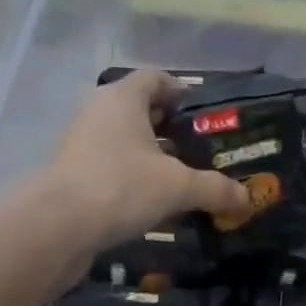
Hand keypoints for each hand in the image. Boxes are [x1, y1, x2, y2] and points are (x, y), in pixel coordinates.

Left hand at [44, 71, 249, 249]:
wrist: (58, 227)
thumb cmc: (121, 187)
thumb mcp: (178, 187)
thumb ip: (214, 189)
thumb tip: (246, 199)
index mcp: (122, 98)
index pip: (155, 79)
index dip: (180, 92)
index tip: (204, 114)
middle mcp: (99, 113)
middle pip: (140, 110)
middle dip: (170, 128)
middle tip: (202, 149)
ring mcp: (82, 145)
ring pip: (125, 142)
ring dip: (152, 157)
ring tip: (183, 179)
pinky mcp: (74, 175)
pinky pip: (112, 168)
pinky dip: (134, 179)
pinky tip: (155, 204)